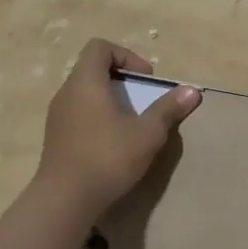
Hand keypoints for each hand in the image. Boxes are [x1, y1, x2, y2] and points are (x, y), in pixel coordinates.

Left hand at [38, 39, 200, 213]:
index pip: (100, 47)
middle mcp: (67, 92)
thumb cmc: (107, 158)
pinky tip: (112, 142)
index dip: (126, 55)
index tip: (144, 79)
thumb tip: (193, 91)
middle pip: (92, 68)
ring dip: (109, 99)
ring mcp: (57, 116)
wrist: (64, 201)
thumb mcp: (147, 134)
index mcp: (86, 82)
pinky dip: (96, 116)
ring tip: (130, 121)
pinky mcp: (55, 137)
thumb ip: (168, 109)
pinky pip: (77, 113)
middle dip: (121, 78)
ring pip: (84, 92)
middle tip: (142, 98)